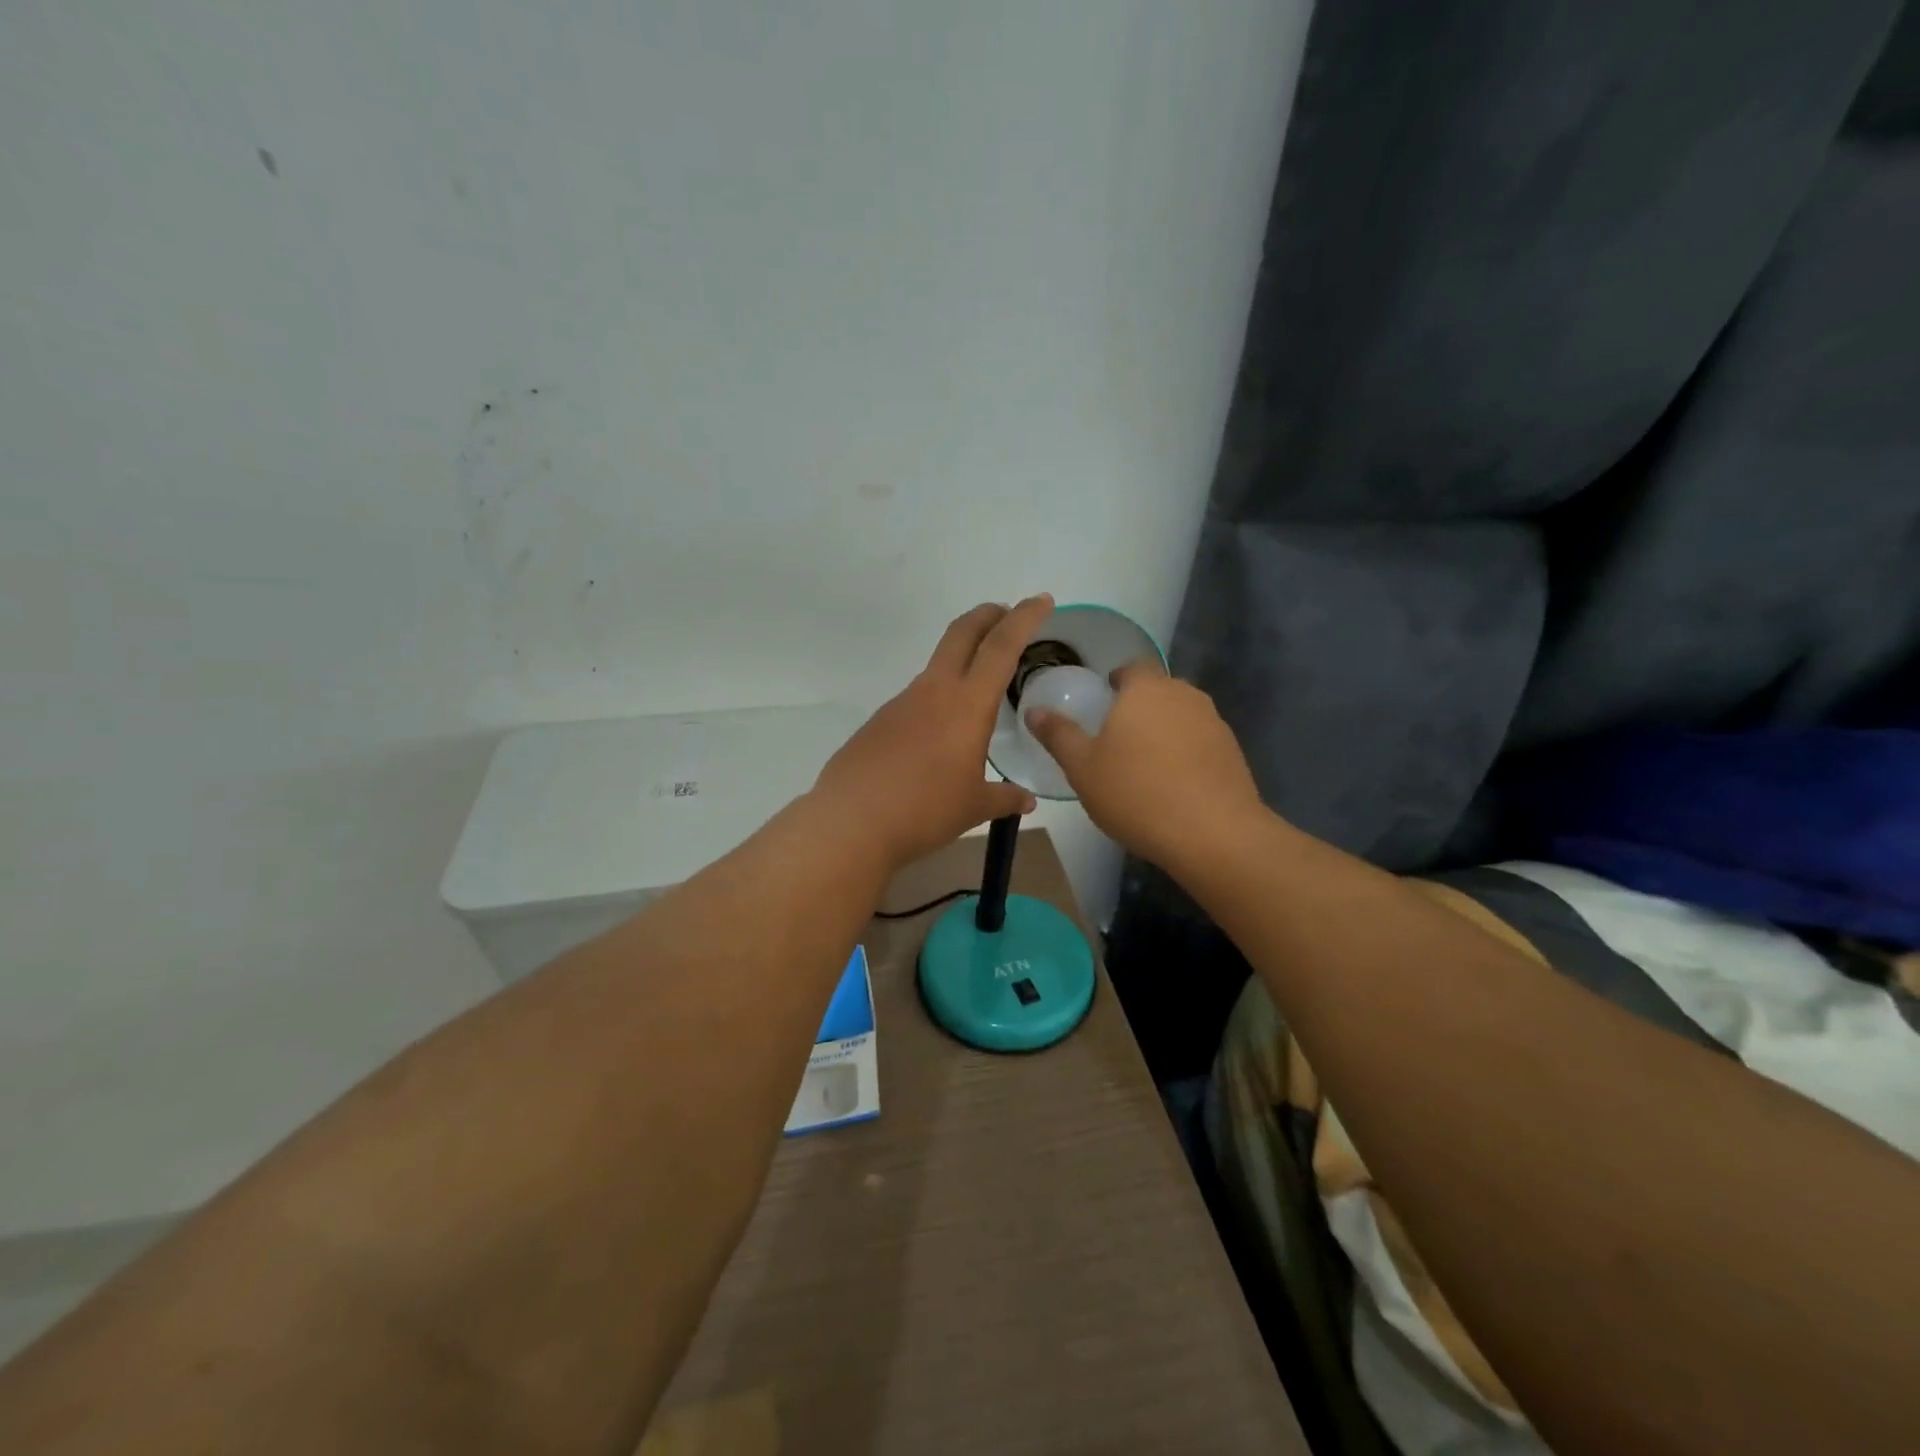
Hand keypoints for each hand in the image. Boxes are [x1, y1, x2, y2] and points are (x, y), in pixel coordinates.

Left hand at [813, 596, 1050, 868]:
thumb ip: (1004, 798)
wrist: (851, 823)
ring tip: (978, 687)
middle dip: (987, 615)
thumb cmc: (924, 811)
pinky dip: (936, 698)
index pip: (1001, 647)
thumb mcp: (973, 808)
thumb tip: (1026, 800)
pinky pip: (916, 698)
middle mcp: (933, 691)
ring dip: (961, 659)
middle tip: (1006, 613)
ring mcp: (901, 702)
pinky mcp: (879, 720)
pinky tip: (937, 735)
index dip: (1024, 618)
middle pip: (962, 633)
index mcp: (967, 705)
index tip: (1041, 601)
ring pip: (937, 666)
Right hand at [1024, 661, 1264, 871]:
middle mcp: (1185, 695)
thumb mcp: (1082, 767)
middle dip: (1139, 707)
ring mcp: (1215, 723)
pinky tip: (1173, 786)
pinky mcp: (1233, 752)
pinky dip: (1185, 754)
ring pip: (1181, 716)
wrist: (1213, 833)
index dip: (1117, 681)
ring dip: (1163, 731)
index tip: (1103, 703)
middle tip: (1116, 738)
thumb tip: (1034, 710)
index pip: (1132, 668)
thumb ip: (1059, 734)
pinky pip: (1200, 742)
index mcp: (1147, 689)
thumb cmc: (1136, 793)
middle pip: (1158, 691)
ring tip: (1144, 765)